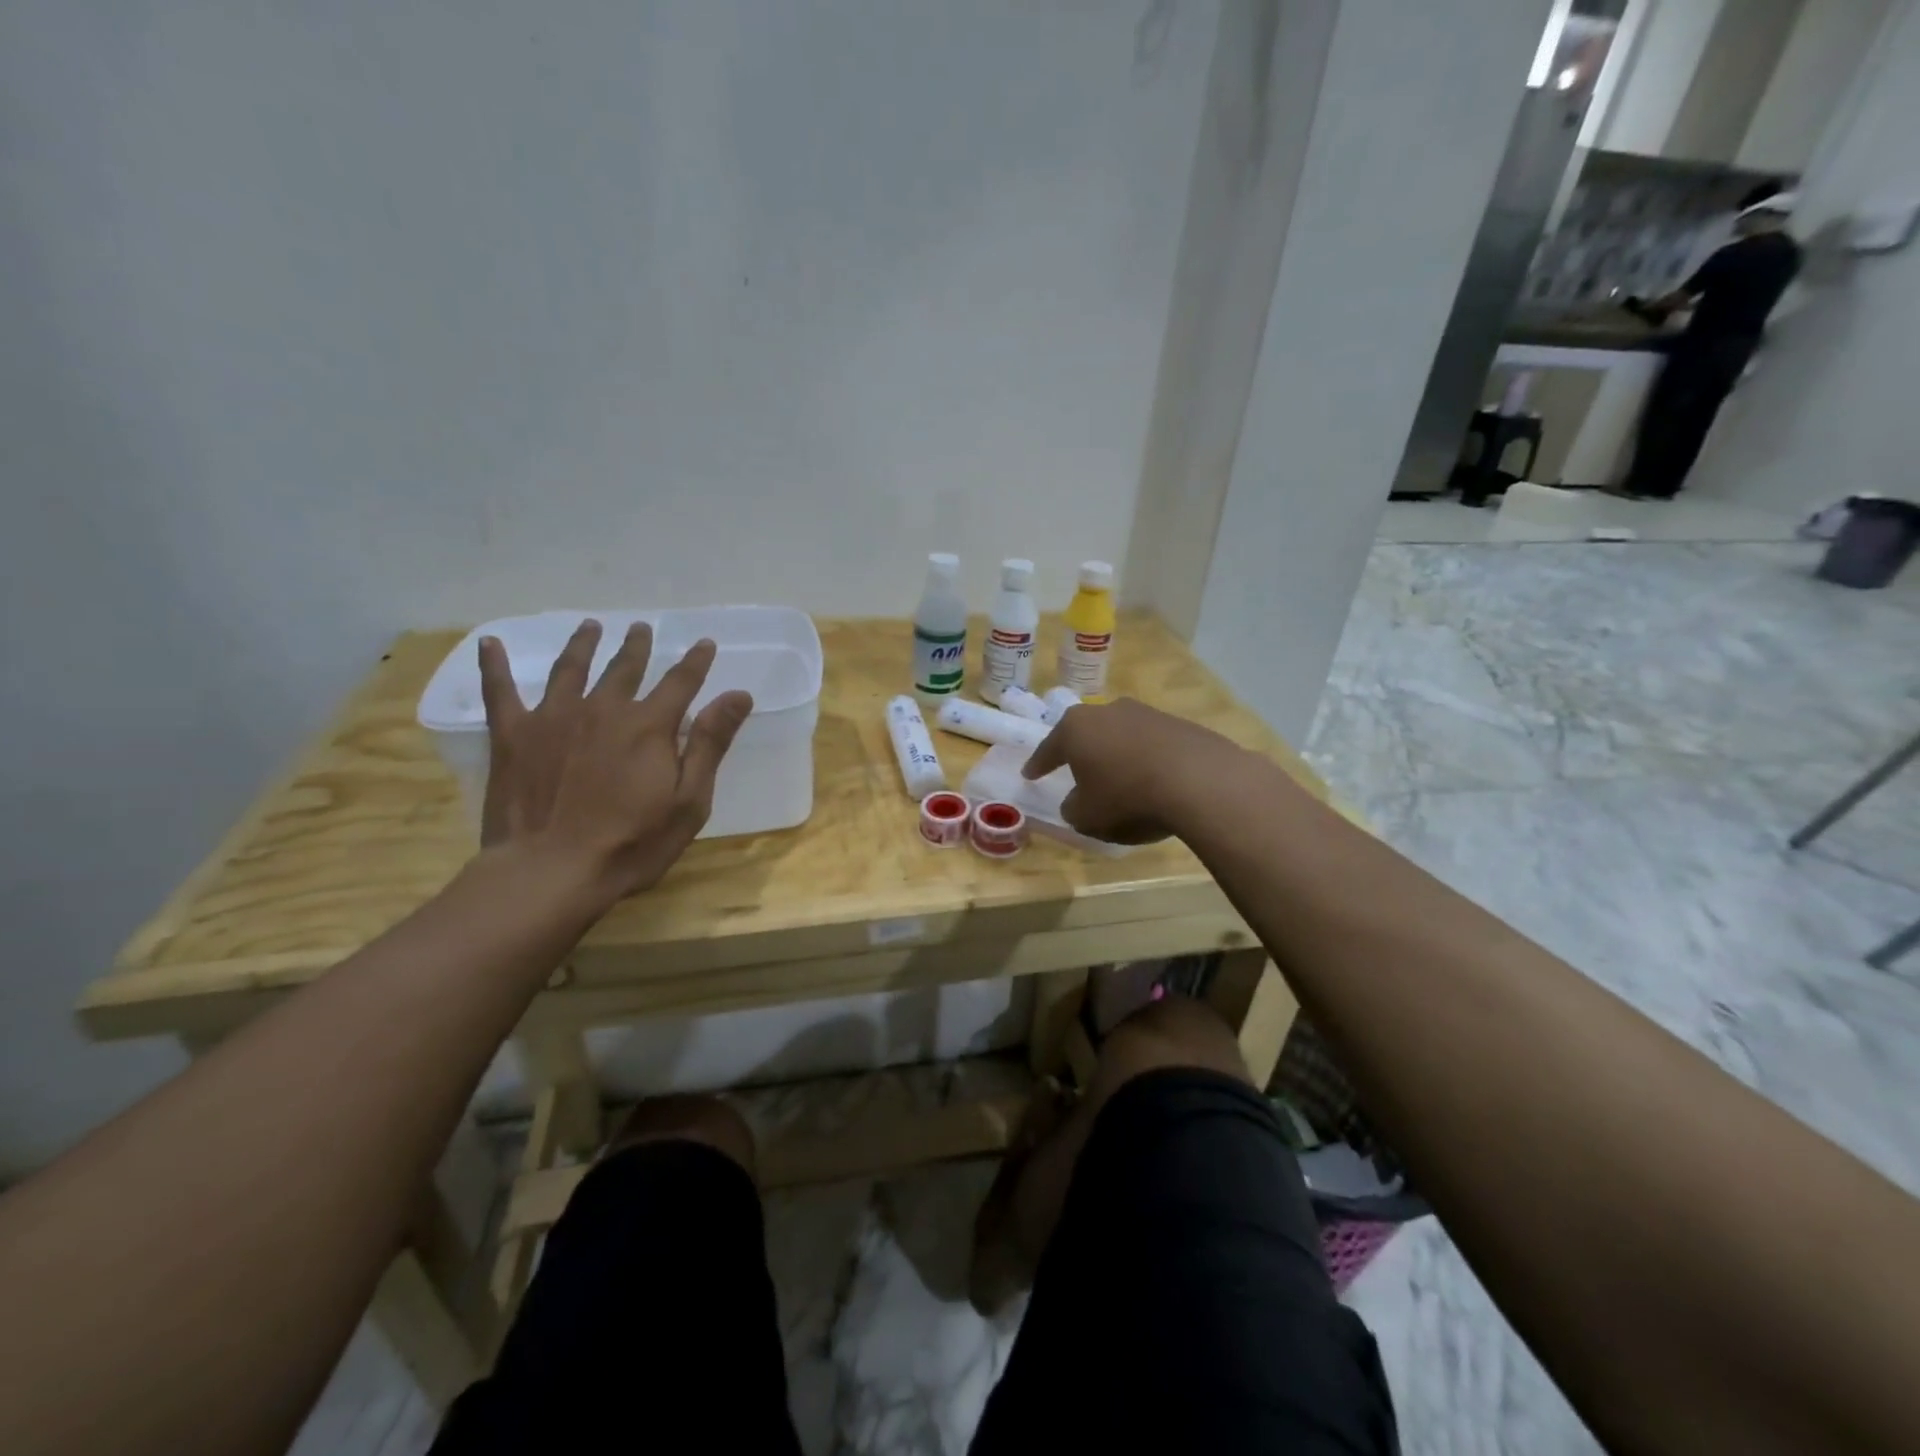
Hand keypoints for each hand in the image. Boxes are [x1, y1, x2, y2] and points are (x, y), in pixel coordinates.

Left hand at [477, 620, 752, 906]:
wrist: (550, 871)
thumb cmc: (631, 843)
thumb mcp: (689, 800)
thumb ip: (710, 743)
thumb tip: (737, 695)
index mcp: (649, 725)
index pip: (680, 682)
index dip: (695, 661)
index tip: (704, 643)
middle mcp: (603, 708)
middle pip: (625, 668)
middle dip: (637, 646)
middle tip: (642, 628)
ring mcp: (553, 717)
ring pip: (571, 669)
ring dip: (584, 644)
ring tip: (591, 626)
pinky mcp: (512, 735)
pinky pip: (500, 690)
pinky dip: (495, 665)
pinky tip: (491, 644)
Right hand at [1021, 698, 1245, 844]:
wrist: (1199, 781)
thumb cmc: (1127, 798)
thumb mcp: (1086, 816)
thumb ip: (1073, 808)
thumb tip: (1077, 802)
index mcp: (1076, 728)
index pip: (1048, 748)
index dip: (1038, 764)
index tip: (1030, 775)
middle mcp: (1108, 711)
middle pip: (1087, 733)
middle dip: (1080, 752)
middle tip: (1076, 771)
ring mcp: (1146, 714)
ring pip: (1121, 736)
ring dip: (1116, 755)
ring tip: (1120, 780)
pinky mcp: (1179, 725)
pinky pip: (1152, 745)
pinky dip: (1147, 760)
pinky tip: (1154, 781)